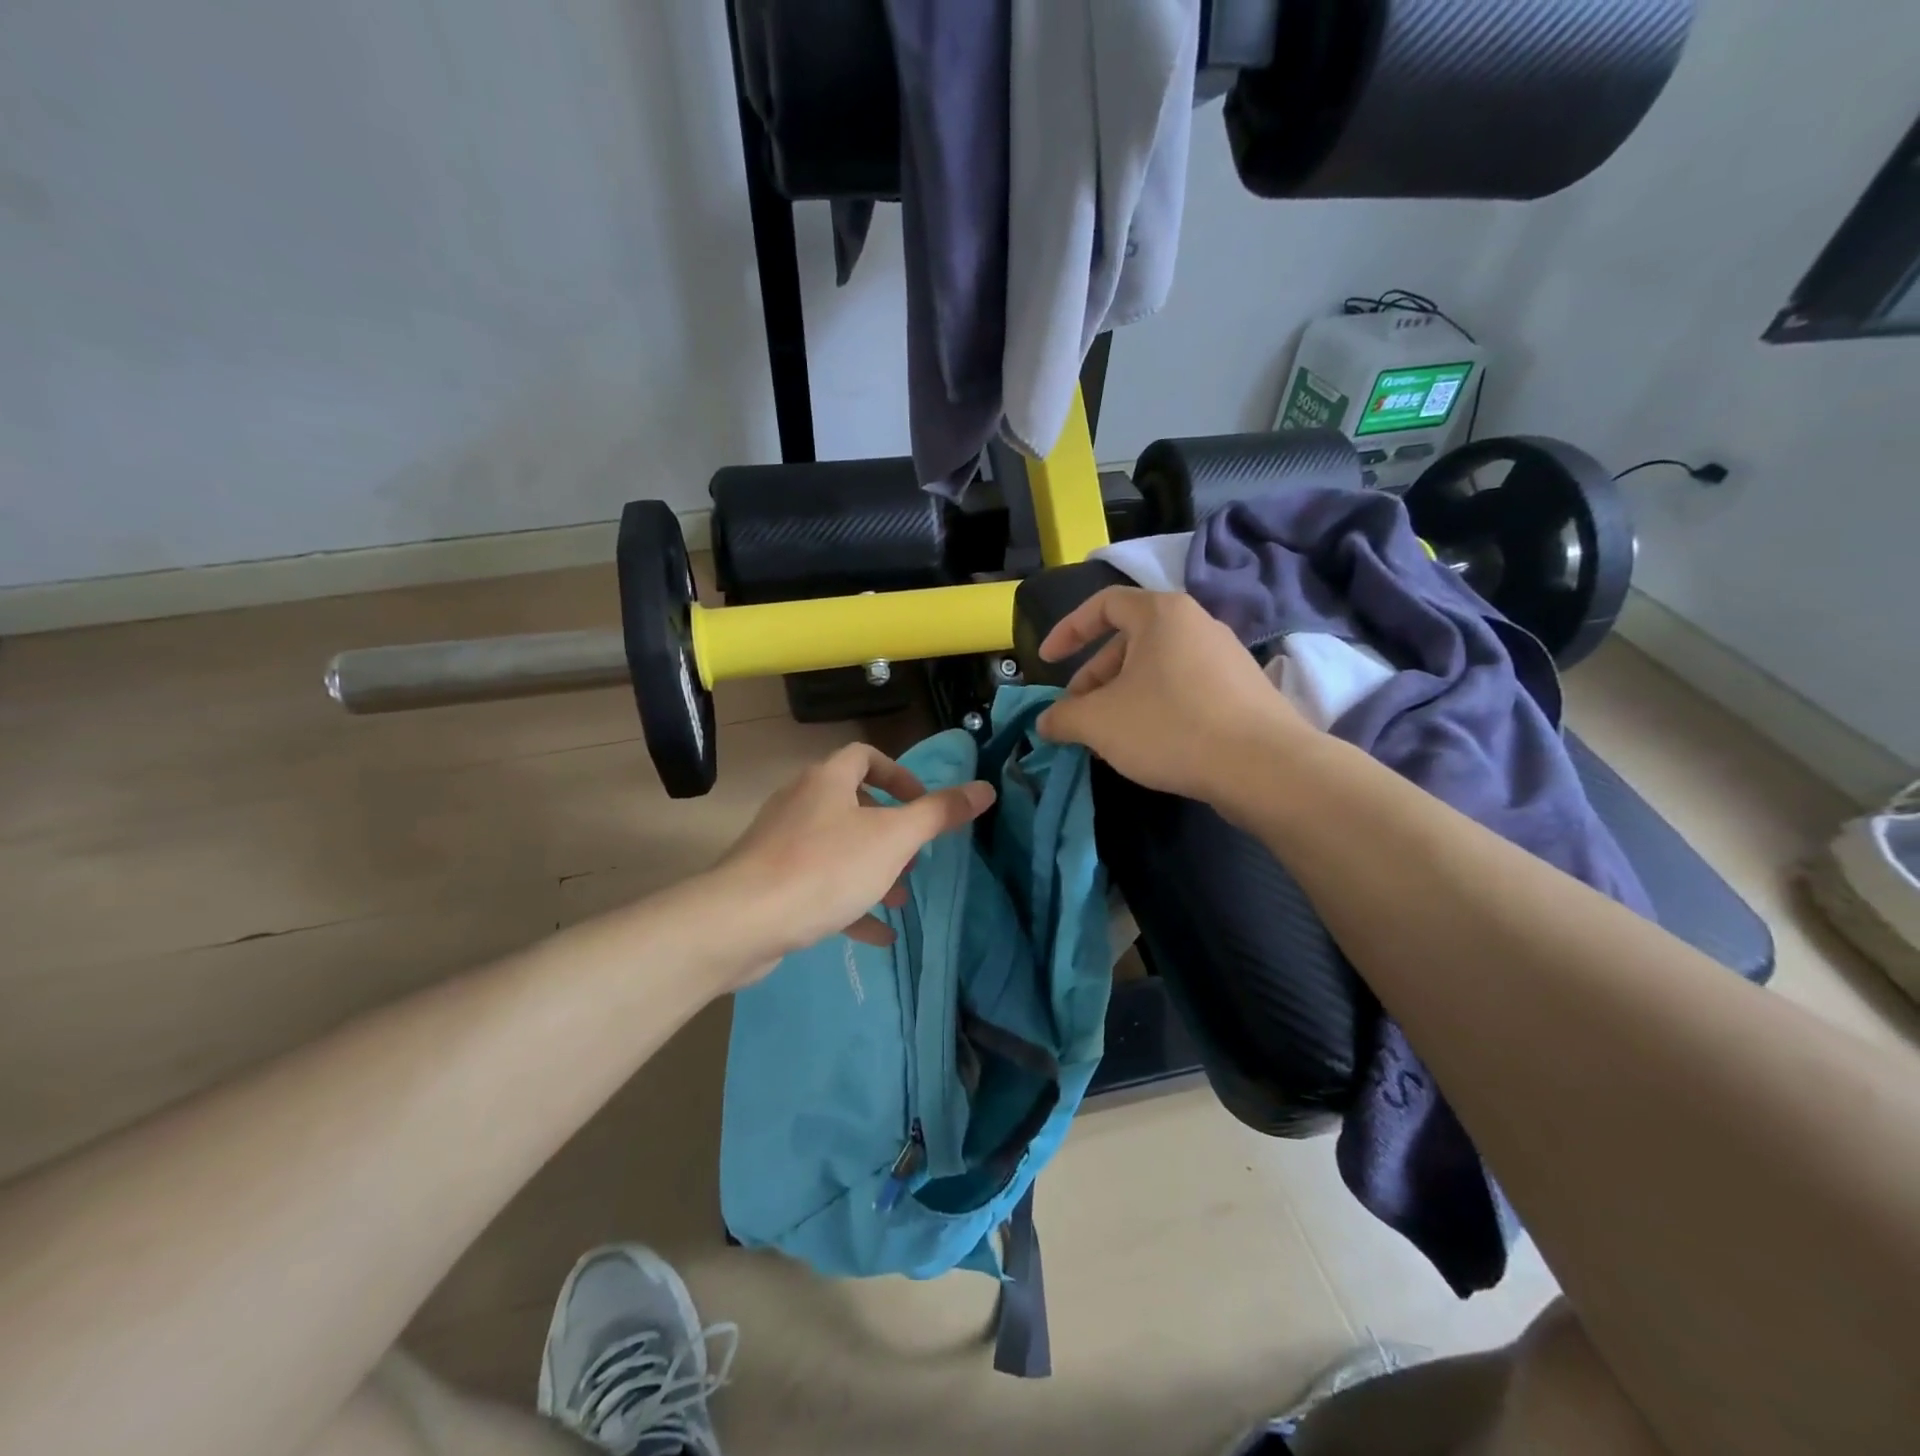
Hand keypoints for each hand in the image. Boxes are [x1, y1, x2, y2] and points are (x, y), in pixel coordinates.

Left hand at [712, 742, 994, 980]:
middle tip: (914, 857)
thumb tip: (984, 788)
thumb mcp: (893, 839)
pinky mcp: (769, 883)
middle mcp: (800, 803)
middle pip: (852, 804)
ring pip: (837, 848)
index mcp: (827, 781)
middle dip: (889, 831)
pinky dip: (849, 904)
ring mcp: (781, 844)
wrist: (743, 922)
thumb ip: (939, 814)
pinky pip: (818, 886)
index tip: (920, 804)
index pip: (864, 756)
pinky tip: (877, 934)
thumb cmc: (825, 868)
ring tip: (900, 899)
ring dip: (872, 869)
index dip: (898, 775)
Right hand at [1036, 587, 1309, 801]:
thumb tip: (1046, 721)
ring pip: (1156, 669)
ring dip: (1122, 698)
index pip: (1103, 605)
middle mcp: (1196, 624)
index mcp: (1161, 613)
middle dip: (1094, 678)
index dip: (1068, 631)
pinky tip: (1150, 745)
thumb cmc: (1170, 726)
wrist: (1263, 766)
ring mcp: (1225, 657)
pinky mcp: (1242, 690)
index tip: (1047, 662)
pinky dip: (1156, 708)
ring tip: (1109, 737)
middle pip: (1129, 642)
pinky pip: (1184, 688)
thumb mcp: (1098, 723)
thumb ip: (1062, 717)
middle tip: (1078, 714)